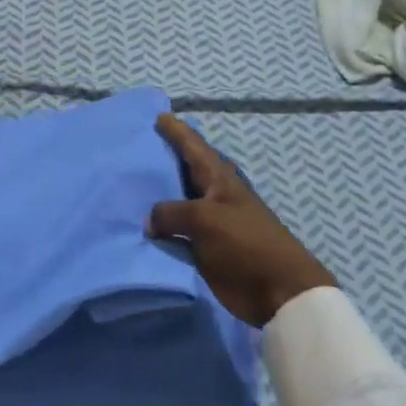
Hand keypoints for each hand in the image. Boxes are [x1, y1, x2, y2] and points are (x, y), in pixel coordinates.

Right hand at [148, 113, 335, 327]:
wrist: (277, 290)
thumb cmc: (246, 243)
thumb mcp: (205, 219)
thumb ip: (171, 213)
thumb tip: (150, 220)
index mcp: (219, 179)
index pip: (193, 146)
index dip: (177, 131)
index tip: (158, 116)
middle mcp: (213, 196)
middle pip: (183, 172)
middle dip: (162, 160)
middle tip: (134, 148)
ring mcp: (209, 223)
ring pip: (176, 203)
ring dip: (157, 197)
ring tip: (128, 185)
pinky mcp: (204, 249)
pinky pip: (175, 233)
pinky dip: (159, 229)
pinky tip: (137, 226)